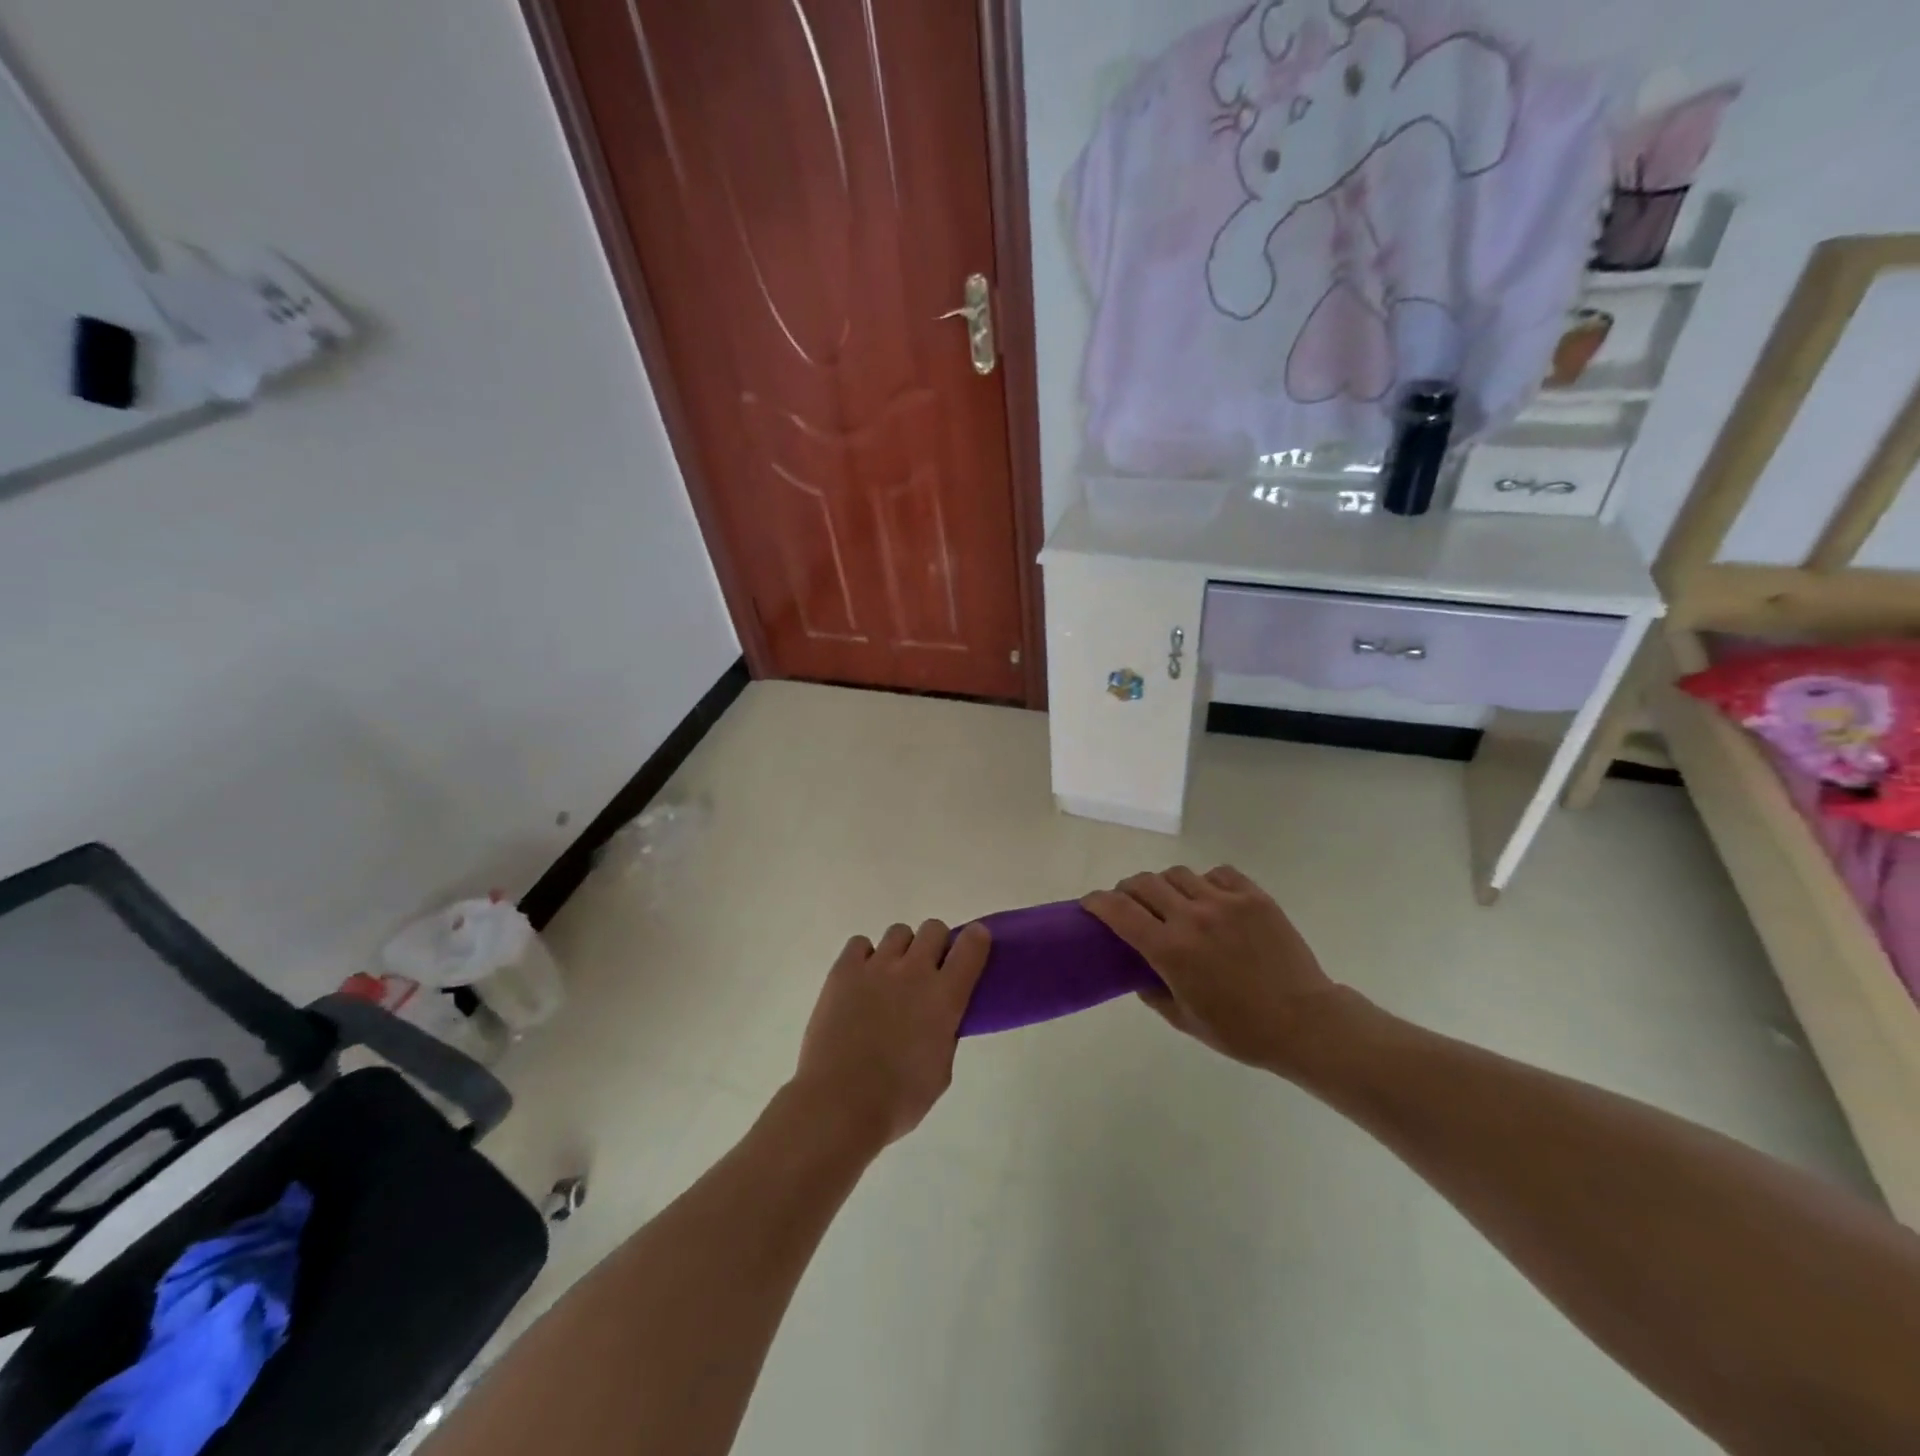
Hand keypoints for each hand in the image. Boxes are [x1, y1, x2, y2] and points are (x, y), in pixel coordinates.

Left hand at [790, 920, 989, 1153]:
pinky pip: (860, 943)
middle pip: (934, 928)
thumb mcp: (941, 1071)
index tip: (972, 946)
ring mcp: (877, 966)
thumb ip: (946, 1034)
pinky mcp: (843, 970)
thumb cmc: (898, 1099)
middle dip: (935, 945)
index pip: (972, 945)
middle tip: (926, 972)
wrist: (839, 1103)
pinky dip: (864, 957)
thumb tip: (940, 1018)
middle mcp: (914, 971)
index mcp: (945, 996)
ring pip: (899, 932)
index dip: (976, 939)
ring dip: (901, 951)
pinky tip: (860, 981)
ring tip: (889, 979)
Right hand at [1083, 865, 1349, 1077]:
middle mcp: (1192, 917)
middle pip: (1143, 883)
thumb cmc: (1240, 1031)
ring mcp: (1225, 902)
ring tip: (1172, 902)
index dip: (1097, 902)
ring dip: (1165, 886)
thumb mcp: (1184, 1020)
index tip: (1090, 903)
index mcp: (1170, 949)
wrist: (1305, 1023)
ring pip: (1178, 874)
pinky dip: (1205, 883)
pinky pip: (1217, 874)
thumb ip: (1152, 991)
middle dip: (1127, 890)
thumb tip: (1137, 971)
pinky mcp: (1253, 897)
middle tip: (1130, 904)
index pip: (1118, 910)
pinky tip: (1210, 900)